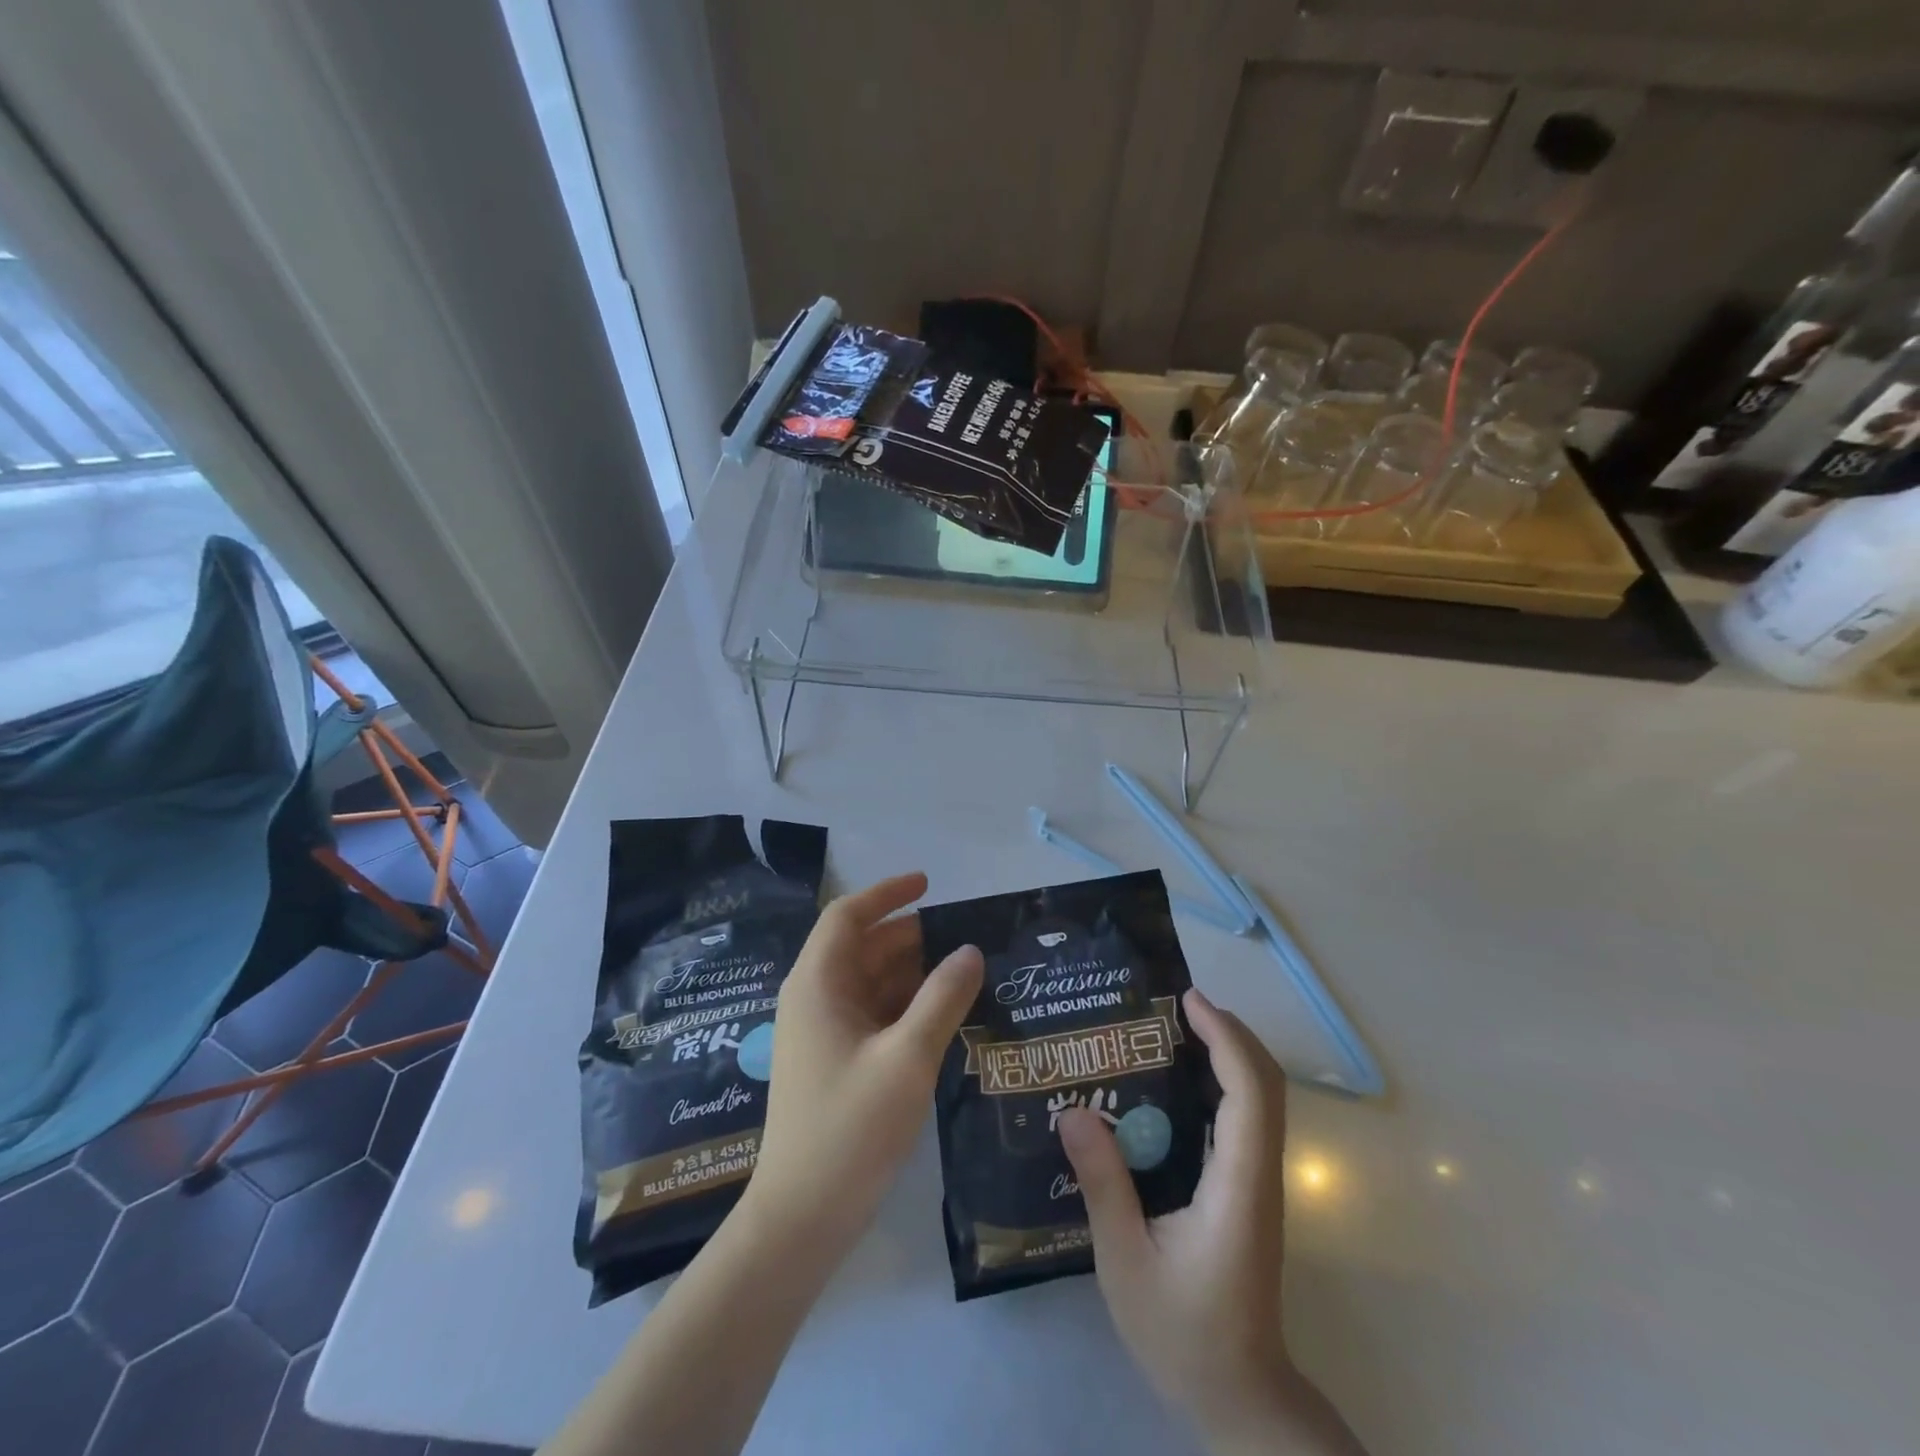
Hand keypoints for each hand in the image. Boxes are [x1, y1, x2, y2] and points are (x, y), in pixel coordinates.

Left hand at [747, 873, 982, 1252]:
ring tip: (965, 973)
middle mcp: (815, 999)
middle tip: (965, 938)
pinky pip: (873, 1015)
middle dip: (911, 937)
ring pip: (871, 983)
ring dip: (913, 973)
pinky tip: (944, 1016)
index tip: (929, 885)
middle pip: (863, 948)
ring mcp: (823, 1033)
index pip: (848, 916)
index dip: (887, 894)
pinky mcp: (834, 1062)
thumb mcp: (907, 1058)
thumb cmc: (850, 1128)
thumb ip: (942, 998)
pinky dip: (906, 1006)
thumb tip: (970, 950)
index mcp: (818, 984)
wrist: (802, 1218)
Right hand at [1059, 989, 1365, 1455]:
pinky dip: (1222, 1081)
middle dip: (1229, 1032)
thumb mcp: (1125, 1262)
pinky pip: (1244, 1118)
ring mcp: (1258, 1183)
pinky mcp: (1248, 1190)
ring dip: (1227, 1053)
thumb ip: (1102, 1185)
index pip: (1249, 1093)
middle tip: (1173, 1004)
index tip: (1187, 1001)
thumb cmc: (1184, 1334)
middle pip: (1266, 1084)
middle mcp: (1259, 1175)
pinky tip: (1174, 1082)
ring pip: (1260, 1099)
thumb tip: (1073, 1111)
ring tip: (1171, 1028)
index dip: (1225, 1038)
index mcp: (1238, 1186)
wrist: (1241, 1396)